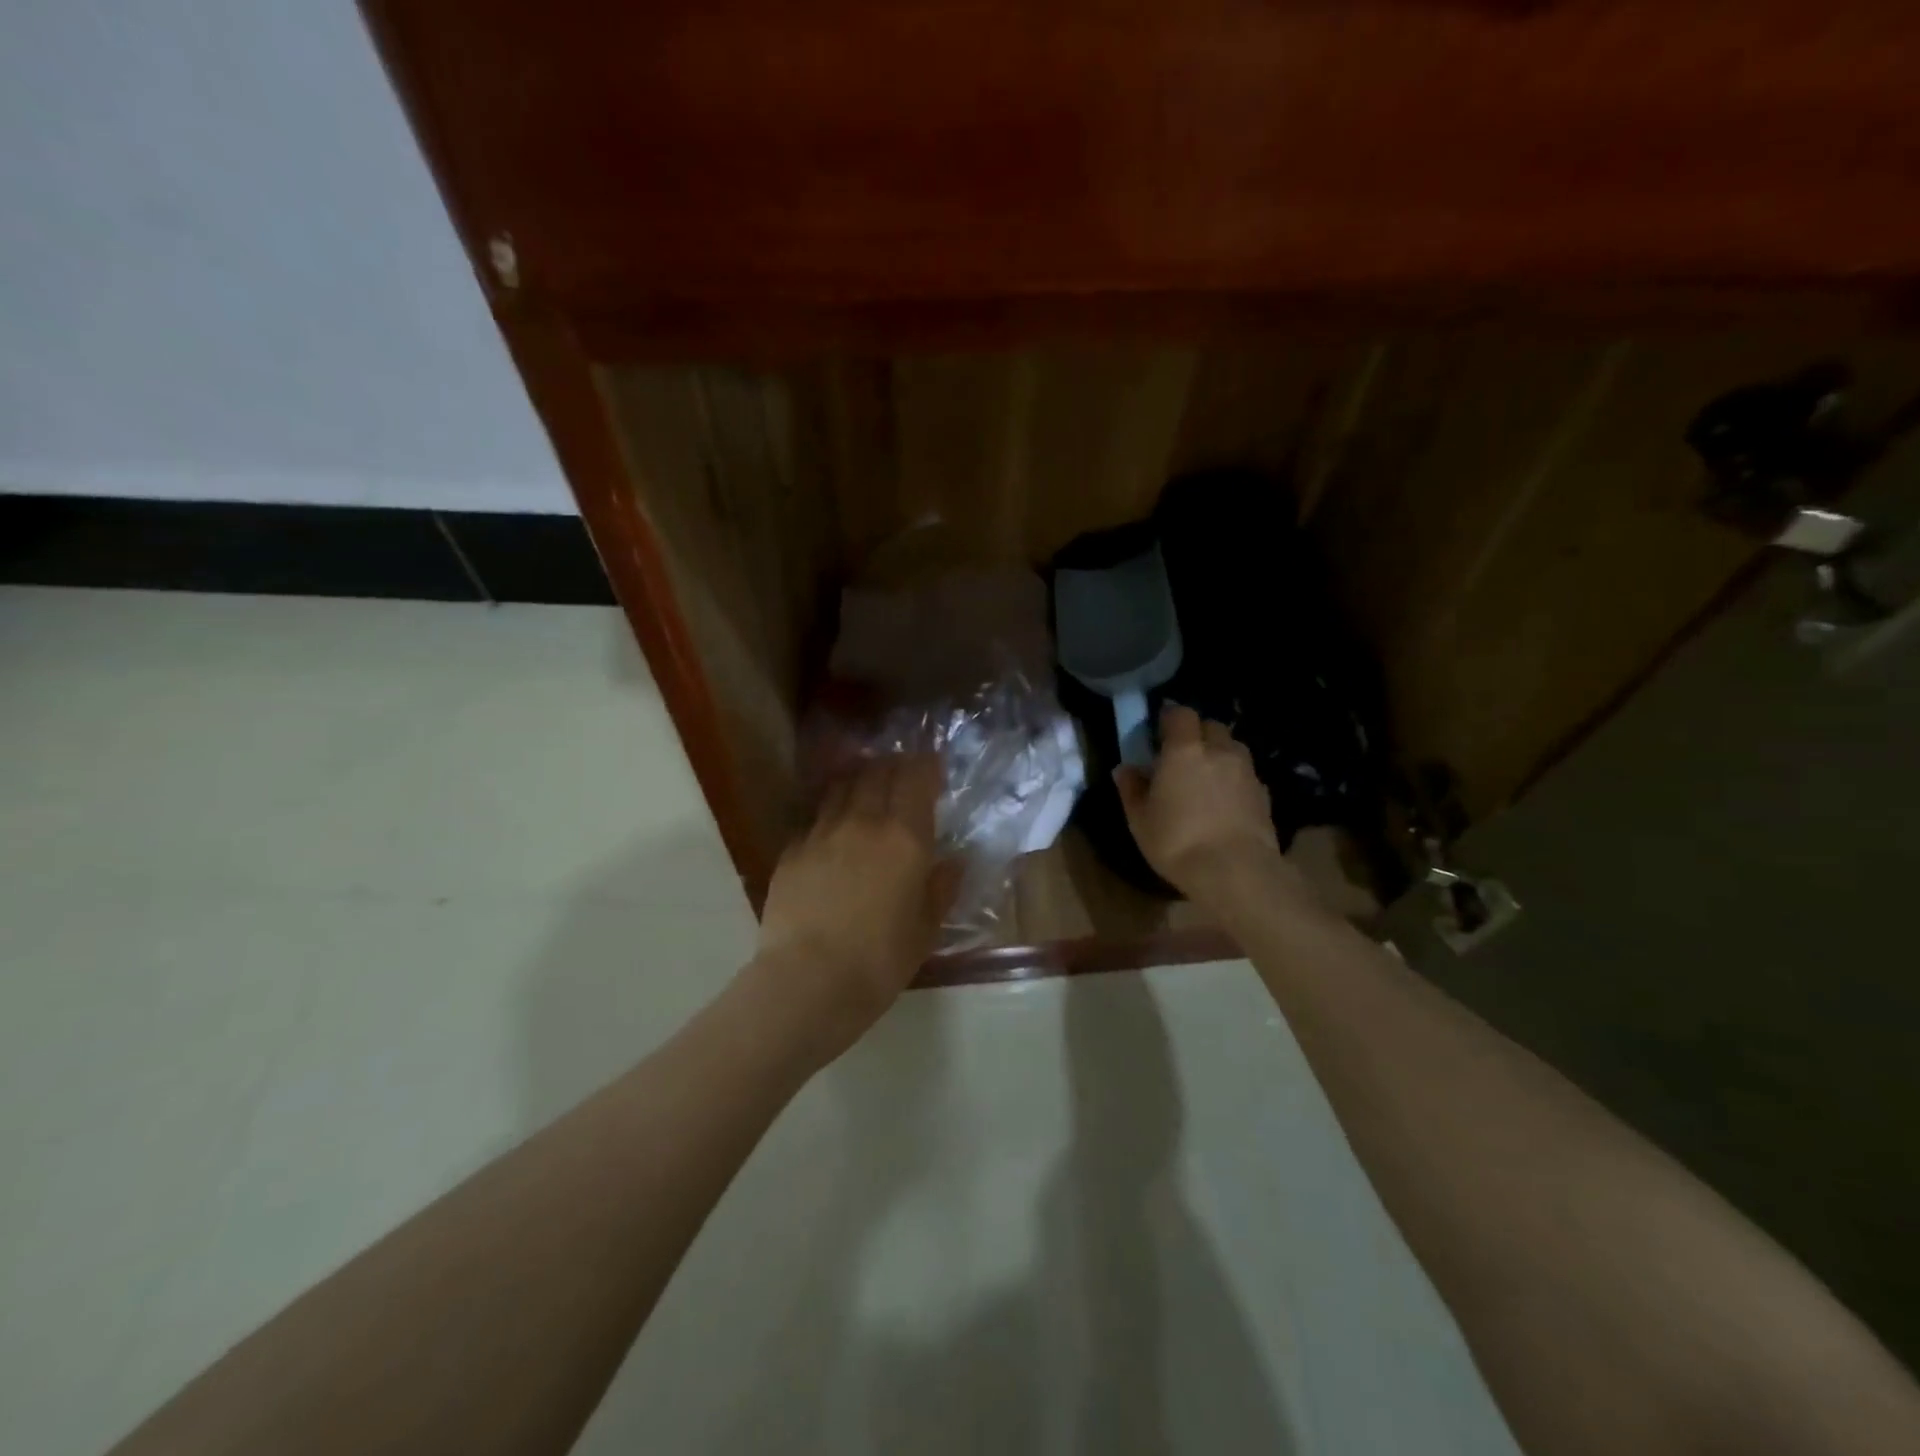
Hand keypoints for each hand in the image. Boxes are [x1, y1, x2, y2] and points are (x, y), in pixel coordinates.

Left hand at [749, 754, 955, 1065]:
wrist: (807, 981)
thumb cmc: (879, 960)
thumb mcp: (925, 930)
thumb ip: (941, 889)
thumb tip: (954, 862)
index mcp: (904, 837)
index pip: (916, 777)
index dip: (926, 765)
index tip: (933, 769)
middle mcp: (863, 822)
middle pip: (877, 772)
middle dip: (893, 766)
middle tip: (902, 775)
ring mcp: (821, 833)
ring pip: (842, 787)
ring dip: (859, 782)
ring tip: (866, 792)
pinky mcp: (791, 850)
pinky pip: (815, 819)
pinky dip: (830, 816)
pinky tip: (832, 834)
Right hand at [1114, 704, 1294, 908]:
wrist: (1237, 872)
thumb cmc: (1178, 842)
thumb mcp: (1140, 820)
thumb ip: (1132, 789)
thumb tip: (1125, 769)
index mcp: (1184, 750)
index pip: (1180, 713)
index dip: (1170, 719)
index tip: (1158, 734)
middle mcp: (1219, 751)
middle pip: (1211, 726)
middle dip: (1197, 734)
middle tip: (1181, 756)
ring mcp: (1246, 771)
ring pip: (1232, 748)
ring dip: (1219, 754)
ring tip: (1206, 779)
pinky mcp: (1264, 794)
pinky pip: (1246, 774)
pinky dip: (1234, 779)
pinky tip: (1225, 803)